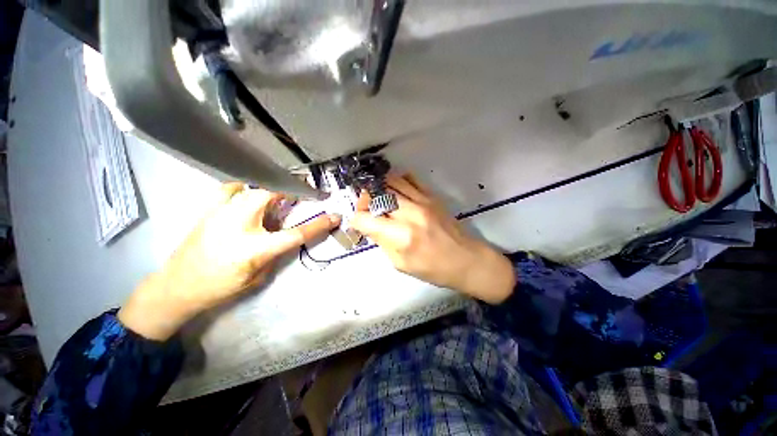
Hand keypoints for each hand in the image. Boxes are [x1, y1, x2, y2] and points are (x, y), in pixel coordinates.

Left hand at [118, 183, 340, 339]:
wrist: (177, 287)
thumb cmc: (221, 287)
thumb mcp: (259, 276)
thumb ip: (276, 252)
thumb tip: (284, 233)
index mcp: (256, 248)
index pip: (297, 233)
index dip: (319, 224)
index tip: (334, 216)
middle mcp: (239, 225)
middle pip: (273, 196)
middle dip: (291, 192)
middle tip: (300, 197)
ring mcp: (222, 213)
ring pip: (253, 188)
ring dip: (270, 191)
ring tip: (275, 201)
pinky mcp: (209, 209)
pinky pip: (232, 189)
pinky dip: (244, 188)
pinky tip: (247, 195)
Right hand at [351, 174, 514, 303]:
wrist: (466, 260)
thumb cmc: (433, 268)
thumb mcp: (401, 264)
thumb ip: (382, 242)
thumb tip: (370, 226)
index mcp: (400, 236)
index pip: (365, 219)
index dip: (356, 220)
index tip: (358, 223)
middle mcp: (409, 214)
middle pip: (376, 195)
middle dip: (365, 200)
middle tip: (366, 208)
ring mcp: (422, 201)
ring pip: (391, 182)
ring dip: (379, 188)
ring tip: (378, 197)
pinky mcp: (432, 196)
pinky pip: (410, 178)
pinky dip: (397, 181)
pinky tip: (396, 190)